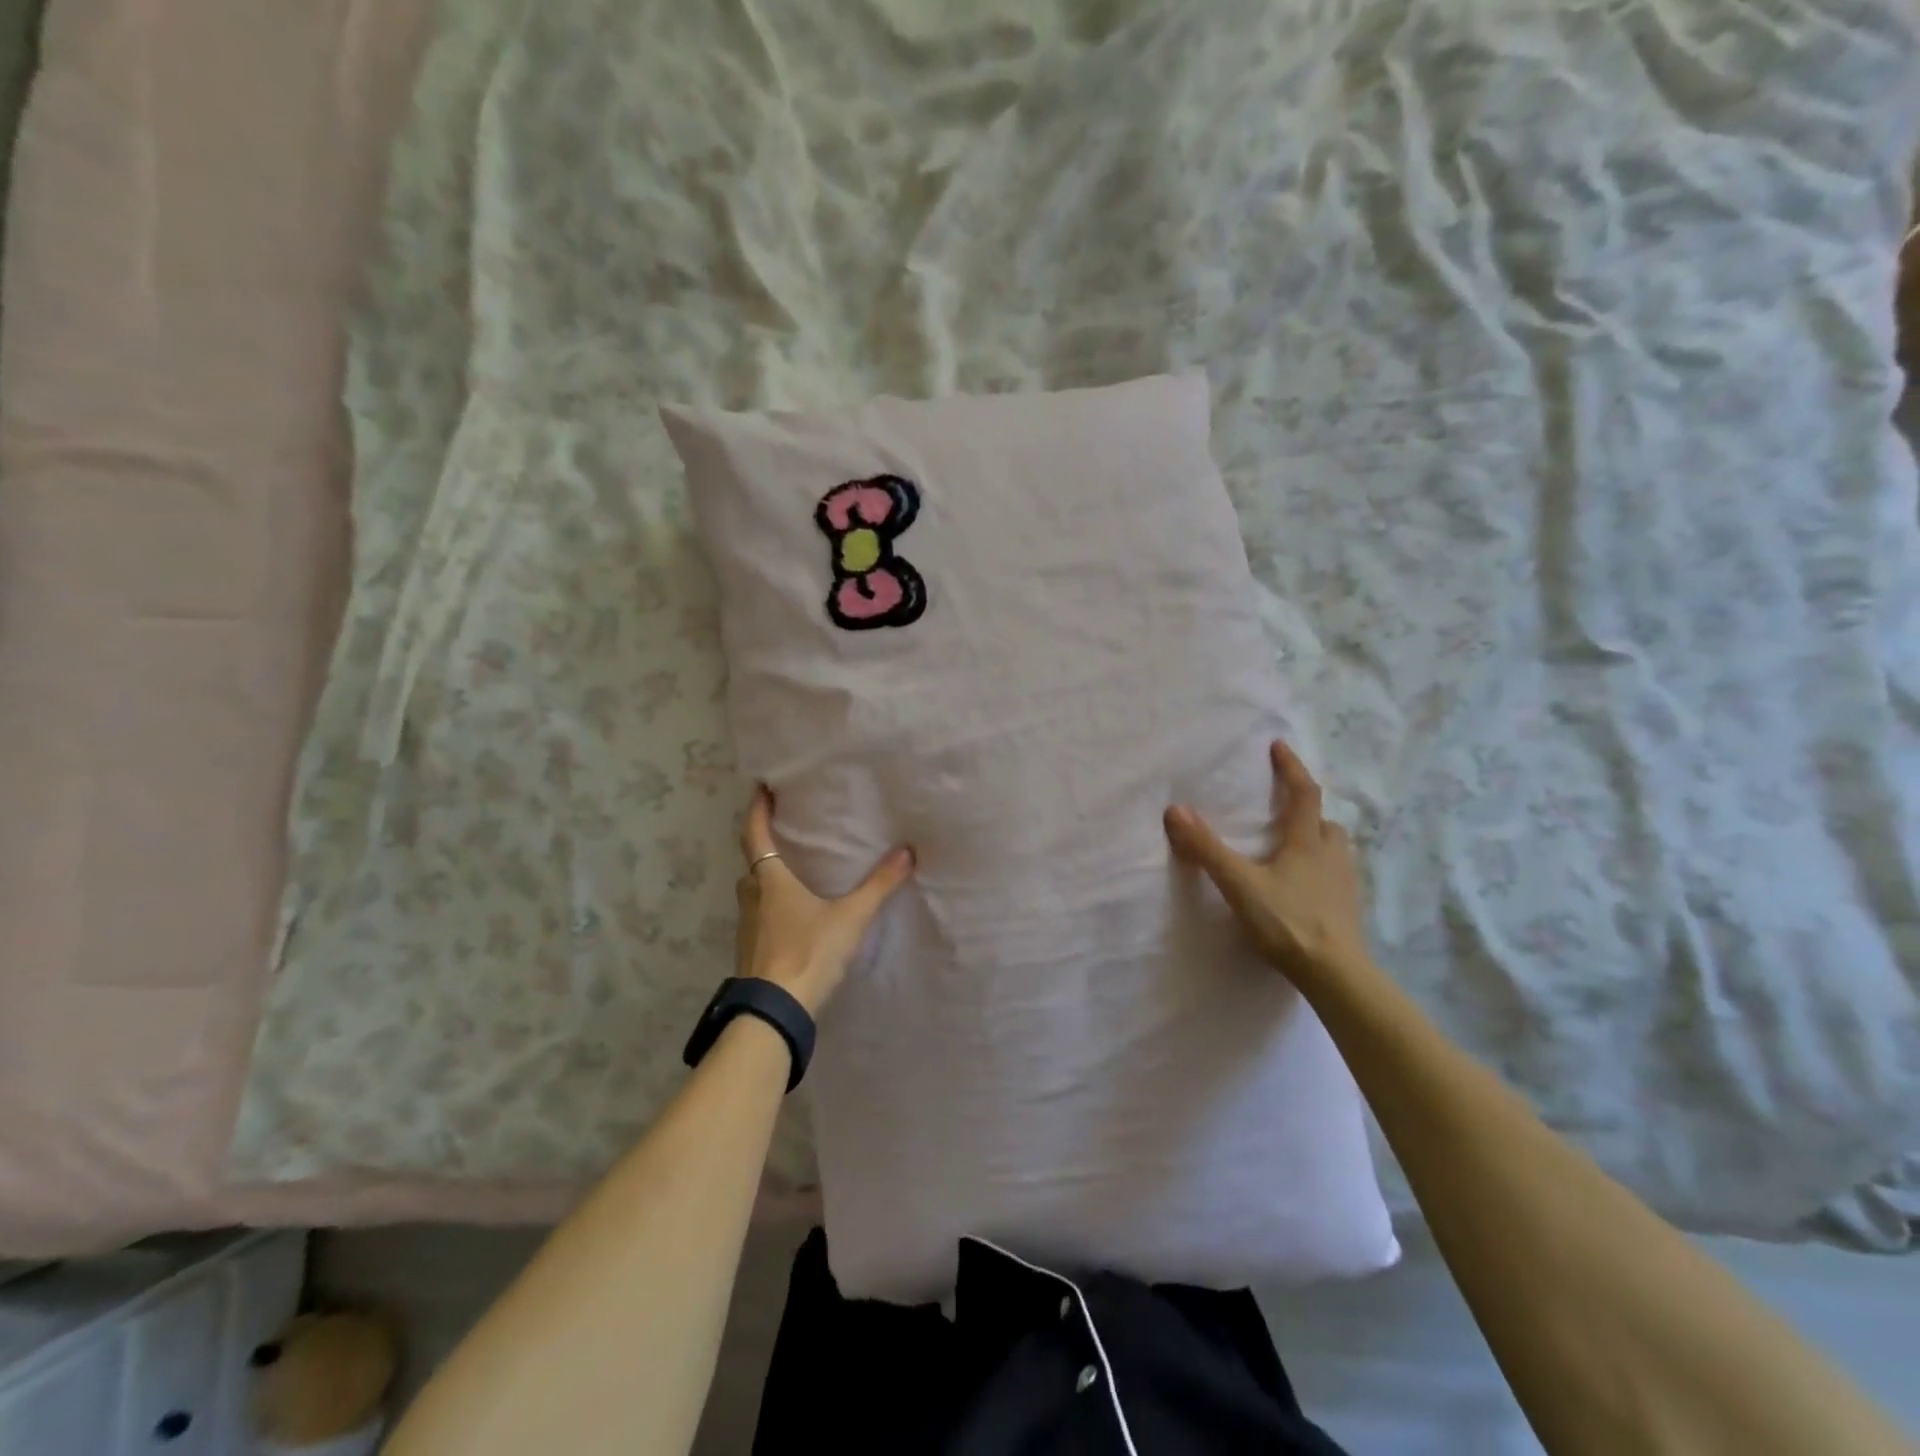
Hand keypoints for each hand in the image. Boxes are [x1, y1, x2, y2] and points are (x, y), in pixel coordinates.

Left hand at [735, 787, 914, 1016]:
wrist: (775, 1012)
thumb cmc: (808, 953)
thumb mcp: (850, 917)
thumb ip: (878, 885)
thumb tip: (907, 852)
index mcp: (769, 881)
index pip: (755, 835)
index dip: (756, 810)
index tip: (761, 788)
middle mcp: (752, 898)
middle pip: (753, 864)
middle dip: (765, 847)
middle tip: (786, 834)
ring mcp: (748, 928)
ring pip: (754, 892)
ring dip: (768, 879)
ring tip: (794, 873)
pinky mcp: (751, 952)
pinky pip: (759, 917)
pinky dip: (772, 907)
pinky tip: (793, 917)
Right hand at [1164, 741, 1371, 986]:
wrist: (1335, 974)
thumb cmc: (1287, 922)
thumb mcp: (1239, 884)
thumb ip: (1207, 848)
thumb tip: (1175, 810)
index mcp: (1306, 842)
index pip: (1303, 793)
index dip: (1292, 768)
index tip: (1279, 747)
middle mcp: (1331, 856)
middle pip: (1324, 822)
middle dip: (1307, 809)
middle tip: (1285, 807)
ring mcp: (1344, 884)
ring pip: (1334, 849)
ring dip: (1316, 839)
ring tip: (1292, 848)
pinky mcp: (1347, 910)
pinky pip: (1335, 877)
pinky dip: (1319, 870)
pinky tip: (1302, 888)